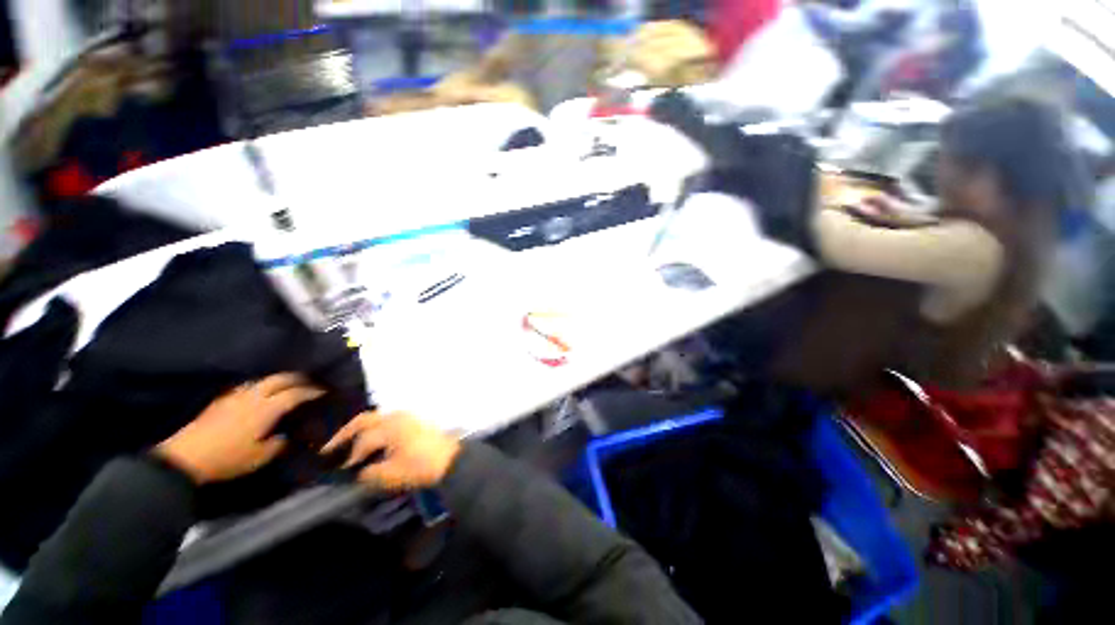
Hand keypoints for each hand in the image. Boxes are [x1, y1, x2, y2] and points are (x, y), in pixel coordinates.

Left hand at [155, 373, 324, 483]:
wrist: (185, 458)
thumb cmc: (228, 459)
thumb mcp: (260, 456)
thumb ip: (280, 442)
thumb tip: (290, 434)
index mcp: (267, 408)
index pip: (296, 393)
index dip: (312, 391)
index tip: (324, 392)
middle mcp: (254, 396)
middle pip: (281, 379)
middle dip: (298, 379)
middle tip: (309, 383)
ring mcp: (236, 396)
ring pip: (263, 380)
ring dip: (279, 380)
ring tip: (287, 386)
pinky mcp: (222, 400)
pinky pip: (247, 386)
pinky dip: (260, 385)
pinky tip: (259, 393)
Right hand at [321, 411, 460, 492]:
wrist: (450, 460)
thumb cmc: (421, 466)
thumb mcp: (392, 475)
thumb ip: (370, 474)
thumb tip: (358, 473)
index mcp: (391, 427)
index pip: (363, 440)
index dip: (349, 457)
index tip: (338, 471)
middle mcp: (397, 417)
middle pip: (365, 420)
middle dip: (345, 433)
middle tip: (329, 448)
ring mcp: (407, 417)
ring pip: (377, 418)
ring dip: (361, 430)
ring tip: (348, 445)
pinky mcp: (414, 421)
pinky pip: (387, 421)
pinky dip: (375, 429)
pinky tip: (371, 442)